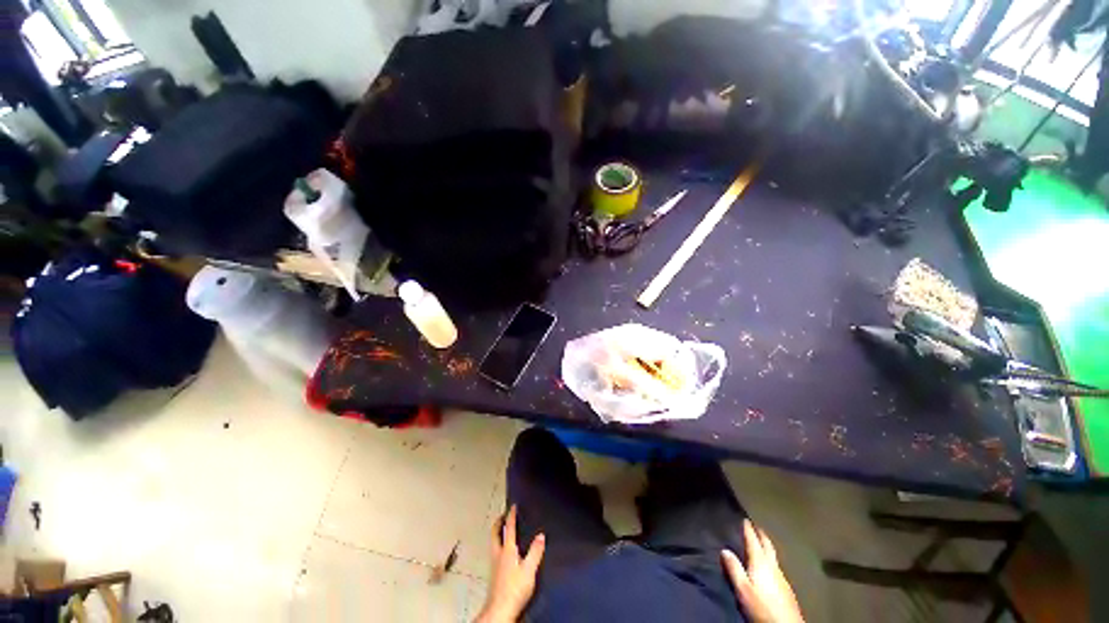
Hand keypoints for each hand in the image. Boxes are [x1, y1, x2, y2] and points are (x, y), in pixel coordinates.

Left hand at [476, 505, 545, 622]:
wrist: (500, 611)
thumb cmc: (515, 589)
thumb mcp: (529, 570)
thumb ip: (535, 552)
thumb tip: (541, 535)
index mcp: (507, 550)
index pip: (509, 528)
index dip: (511, 516)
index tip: (513, 506)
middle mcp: (498, 554)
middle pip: (495, 533)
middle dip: (498, 522)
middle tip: (503, 515)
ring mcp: (494, 564)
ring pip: (493, 542)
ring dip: (498, 533)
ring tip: (503, 530)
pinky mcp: (494, 574)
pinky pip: (495, 552)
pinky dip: (499, 545)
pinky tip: (504, 552)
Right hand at [722, 520, 803, 622]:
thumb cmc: (761, 606)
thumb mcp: (742, 589)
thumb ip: (734, 569)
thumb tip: (724, 550)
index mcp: (760, 562)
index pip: (753, 541)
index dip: (748, 529)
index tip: (745, 519)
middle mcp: (773, 566)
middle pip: (767, 545)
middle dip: (761, 534)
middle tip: (756, 526)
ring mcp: (782, 577)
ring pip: (773, 556)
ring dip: (766, 546)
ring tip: (761, 542)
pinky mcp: (787, 589)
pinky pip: (776, 566)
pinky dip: (770, 559)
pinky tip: (769, 566)